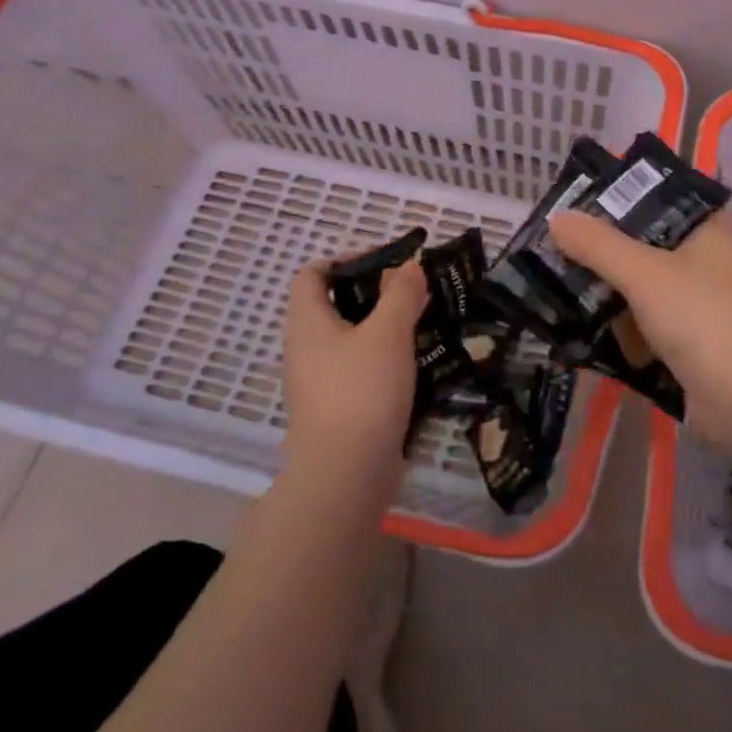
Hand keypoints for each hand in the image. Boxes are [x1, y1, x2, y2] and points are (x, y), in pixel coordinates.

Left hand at [282, 259, 428, 464]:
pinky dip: (386, 357)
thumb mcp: (388, 332)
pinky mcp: (340, 406)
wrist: (347, 472)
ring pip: (353, 338)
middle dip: (376, 293)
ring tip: (424, 323)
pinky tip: (417, 361)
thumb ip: (401, 294)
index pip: (312, 274)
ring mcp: (321, 380)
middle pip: (336, 305)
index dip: (345, 260)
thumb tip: (408, 266)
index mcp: (308, 322)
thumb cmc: (362, 390)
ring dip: (386, 326)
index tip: (387, 263)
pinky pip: (361, 367)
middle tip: (415, 292)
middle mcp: (307, 347)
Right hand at [548, 210, 731, 445]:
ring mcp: (698, 306)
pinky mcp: (688, 344)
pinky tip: (580, 323)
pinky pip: (644, 325)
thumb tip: (557, 217)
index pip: (663, 198)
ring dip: (608, 288)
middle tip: (555, 241)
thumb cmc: (703, 319)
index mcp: (707, 231)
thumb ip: (599, 245)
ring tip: (556, 278)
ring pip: (644, 287)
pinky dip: (618, 325)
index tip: (580, 198)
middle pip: (647, 244)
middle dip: (605, 246)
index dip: (624, 195)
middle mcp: (706, 262)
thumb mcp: (645, 273)